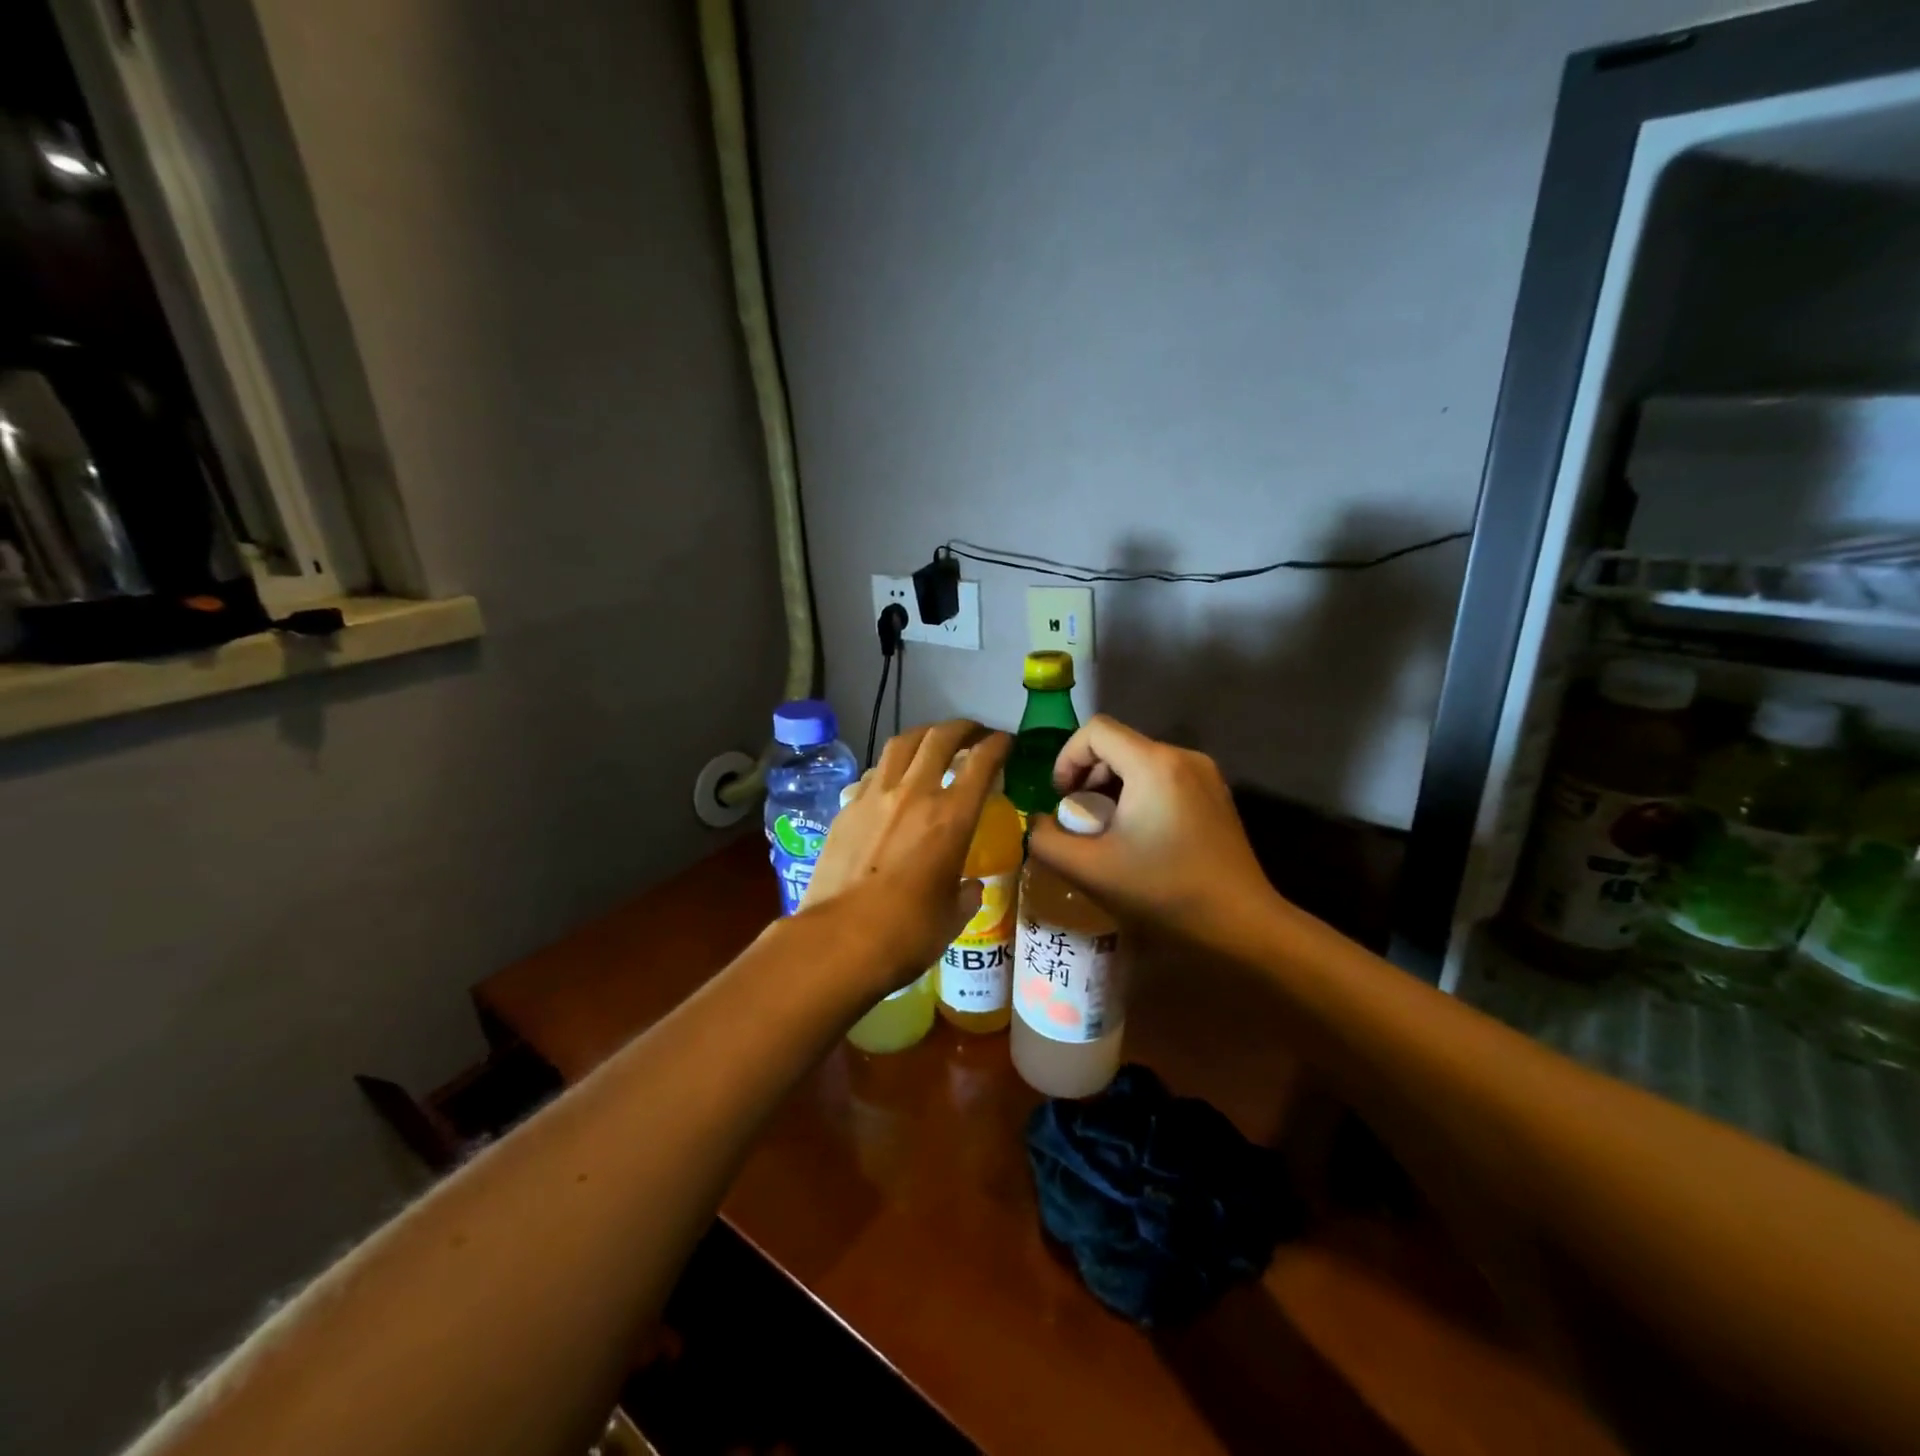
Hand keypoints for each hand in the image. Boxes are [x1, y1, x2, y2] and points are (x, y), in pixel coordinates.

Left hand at [802, 720, 1011, 993]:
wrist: (840, 940)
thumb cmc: (908, 933)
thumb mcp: (953, 916)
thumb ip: (965, 893)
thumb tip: (968, 886)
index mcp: (952, 817)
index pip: (981, 762)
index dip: (997, 744)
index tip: (1005, 741)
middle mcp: (915, 793)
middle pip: (940, 737)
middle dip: (962, 727)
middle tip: (973, 732)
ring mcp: (876, 796)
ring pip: (901, 744)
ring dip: (923, 735)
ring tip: (932, 742)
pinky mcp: (847, 808)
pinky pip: (875, 772)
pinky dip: (892, 765)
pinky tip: (893, 778)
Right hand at [1027, 714, 1276, 942]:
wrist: (1242, 926)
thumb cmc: (1164, 892)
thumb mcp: (1089, 870)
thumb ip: (1046, 841)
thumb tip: (1037, 824)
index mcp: (1153, 764)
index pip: (1095, 731)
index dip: (1066, 758)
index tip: (1060, 799)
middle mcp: (1182, 757)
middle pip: (1118, 745)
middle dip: (1087, 776)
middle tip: (1078, 820)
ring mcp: (1205, 774)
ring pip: (1141, 762)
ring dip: (1112, 788)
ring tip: (1105, 832)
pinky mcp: (1216, 795)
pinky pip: (1165, 778)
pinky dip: (1139, 795)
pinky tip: (1139, 837)